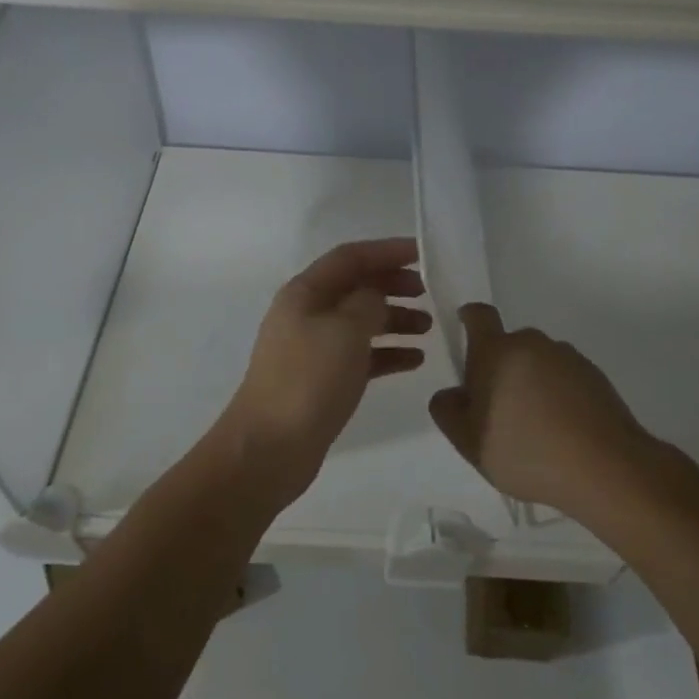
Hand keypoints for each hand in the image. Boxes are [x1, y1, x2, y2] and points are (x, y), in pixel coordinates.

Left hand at [221, 238, 431, 506]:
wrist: (270, 447)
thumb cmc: (308, 380)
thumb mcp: (345, 331)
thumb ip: (368, 302)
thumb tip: (377, 296)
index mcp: (305, 293)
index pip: (350, 257)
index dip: (387, 250)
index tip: (424, 253)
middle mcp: (307, 314)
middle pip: (356, 287)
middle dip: (393, 285)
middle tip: (428, 293)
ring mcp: (314, 348)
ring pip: (361, 322)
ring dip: (395, 320)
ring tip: (429, 329)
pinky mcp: (323, 379)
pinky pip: (361, 355)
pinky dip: (388, 353)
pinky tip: (416, 360)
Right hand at [428, 303, 660, 519]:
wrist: (606, 468)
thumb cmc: (526, 452)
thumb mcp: (469, 442)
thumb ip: (448, 412)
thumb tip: (452, 393)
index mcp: (496, 351)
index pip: (479, 315)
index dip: (469, 319)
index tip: (466, 335)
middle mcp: (533, 343)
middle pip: (508, 345)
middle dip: (499, 369)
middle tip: (498, 411)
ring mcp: (568, 358)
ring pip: (538, 363)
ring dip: (530, 383)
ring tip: (534, 429)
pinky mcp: (596, 376)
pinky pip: (565, 378)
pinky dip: (558, 396)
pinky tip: (561, 433)